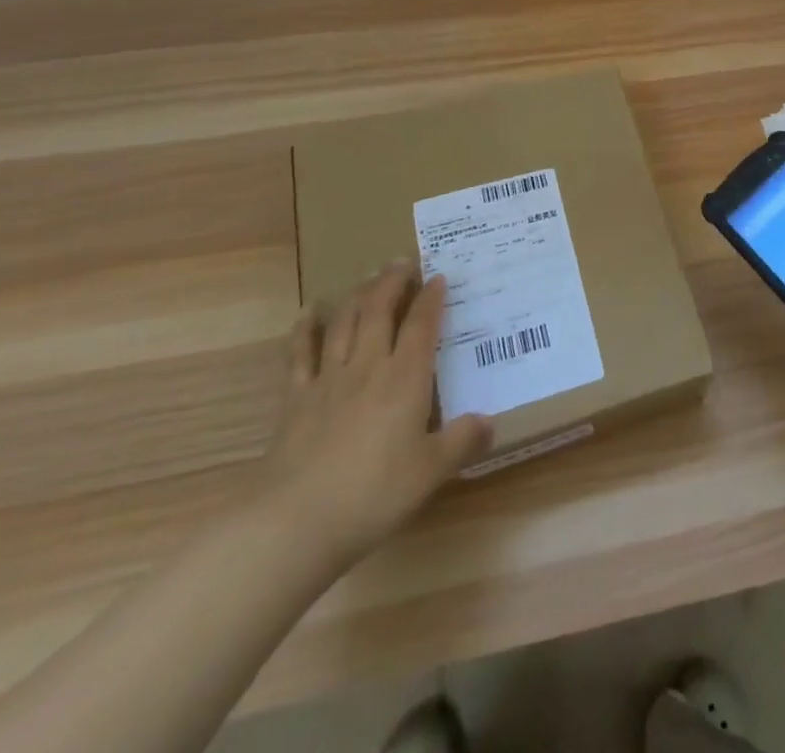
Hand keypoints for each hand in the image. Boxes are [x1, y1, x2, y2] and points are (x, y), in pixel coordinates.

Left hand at [256, 263, 491, 570]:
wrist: (295, 523)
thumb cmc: (373, 494)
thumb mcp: (431, 472)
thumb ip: (461, 442)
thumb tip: (490, 421)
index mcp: (405, 379)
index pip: (422, 326)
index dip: (431, 298)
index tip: (438, 277)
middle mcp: (368, 367)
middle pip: (380, 311)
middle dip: (393, 282)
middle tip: (402, 262)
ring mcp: (328, 380)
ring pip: (345, 323)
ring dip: (358, 295)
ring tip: (368, 276)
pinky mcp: (295, 400)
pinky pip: (300, 354)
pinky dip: (305, 329)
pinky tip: (310, 311)